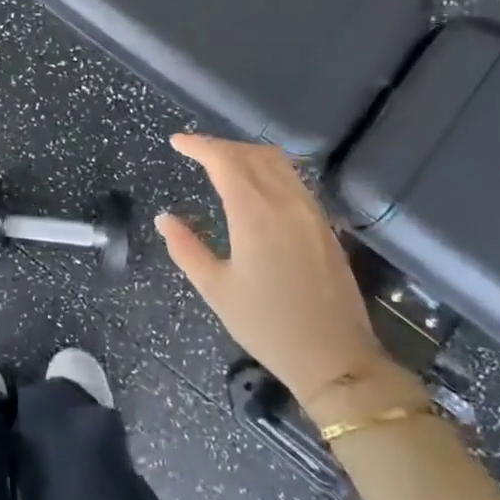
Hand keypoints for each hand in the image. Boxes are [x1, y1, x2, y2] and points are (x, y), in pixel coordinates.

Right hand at [157, 134, 387, 415]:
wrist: (336, 358)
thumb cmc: (267, 326)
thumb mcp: (216, 290)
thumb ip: (186, 248)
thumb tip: (164, 218)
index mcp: (255, 215)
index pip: (225, 162)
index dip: (199, 146)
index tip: (176, 142)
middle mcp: (286, 203)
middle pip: (253, 155)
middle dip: (220, 146)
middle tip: (194, 151)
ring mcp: (310, 212)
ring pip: (279, 163)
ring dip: (247, 153)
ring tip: (221, 161)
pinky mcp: (324, 225)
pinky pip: (294, 180)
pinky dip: (269, 169)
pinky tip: (256, 184)